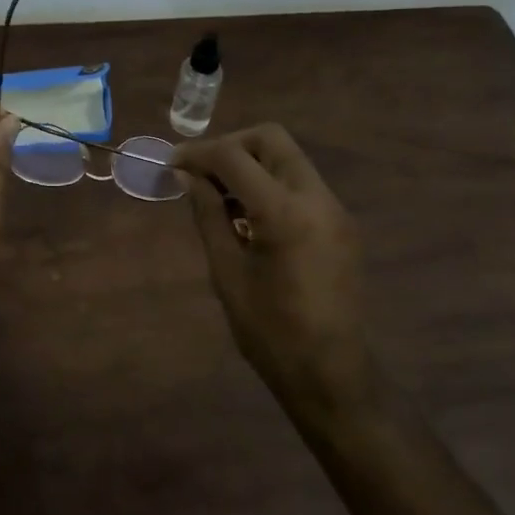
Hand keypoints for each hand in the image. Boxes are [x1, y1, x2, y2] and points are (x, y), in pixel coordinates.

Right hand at [172, 124, 376, 422]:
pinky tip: (250, 216)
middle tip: (201, 173)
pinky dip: (271, 183)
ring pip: (288, 158)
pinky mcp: (342, 223)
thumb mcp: (226, 271)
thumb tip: (185, 175)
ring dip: (252, 163)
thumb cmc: (269, 331)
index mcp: (284, 212)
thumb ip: (207, 214)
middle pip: (271, 139)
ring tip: (221, 196)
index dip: (198, 153)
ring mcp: (335, 209)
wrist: (332, 375)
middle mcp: (317, 198)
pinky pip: (301, 183)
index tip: (171, 163)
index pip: (234, 156)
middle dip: (231, 146)